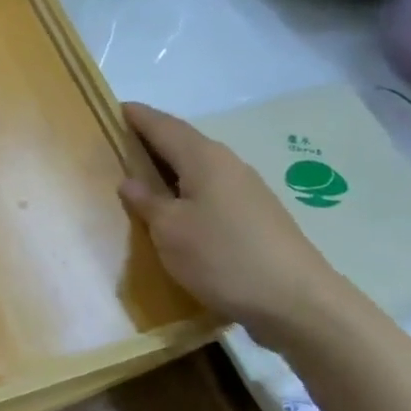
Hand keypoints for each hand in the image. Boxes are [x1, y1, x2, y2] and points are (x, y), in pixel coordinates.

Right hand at [119, 102, 346, 352]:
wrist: (296, 301)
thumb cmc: (222, 257)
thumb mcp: (170, 231)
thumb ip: (147, 202)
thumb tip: (129, 181)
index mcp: (203, 158)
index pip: (163, 125)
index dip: (138, 116)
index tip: (114, 108)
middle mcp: (228, 164)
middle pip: (183, 142)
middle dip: (152, 140)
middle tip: (120, 144)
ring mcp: (247, 190)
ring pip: (198, 167)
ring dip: (170, 167)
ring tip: (141, 177)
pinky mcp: (256, 216)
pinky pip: (211, 190)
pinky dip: (187, 189)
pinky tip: (177, 209)